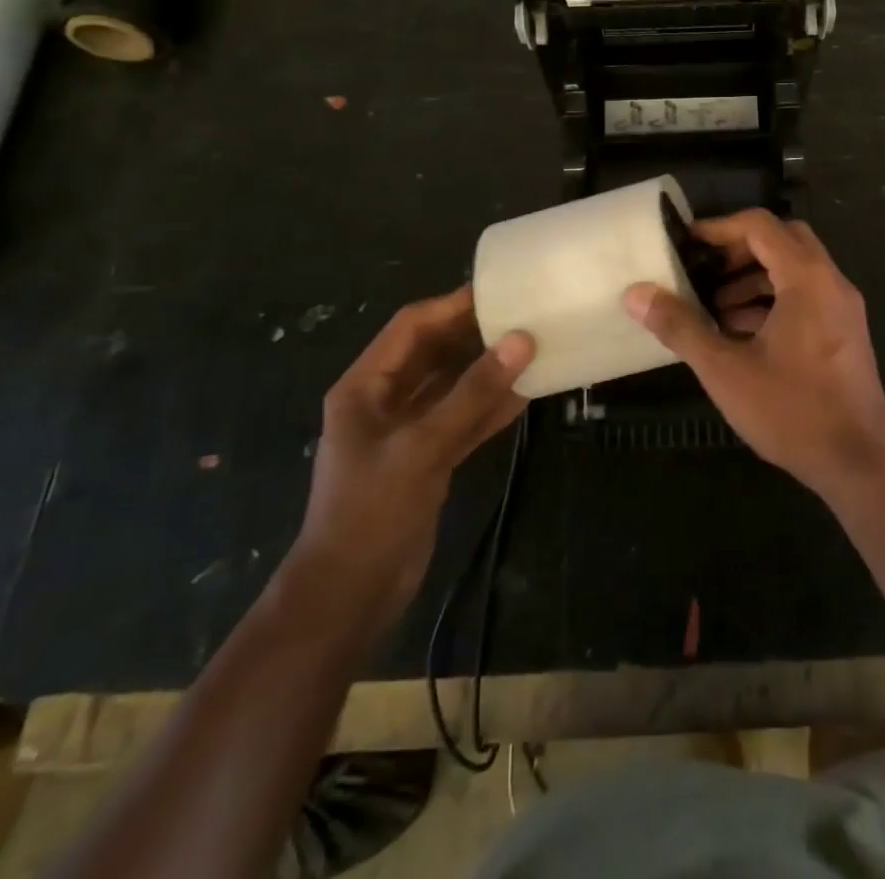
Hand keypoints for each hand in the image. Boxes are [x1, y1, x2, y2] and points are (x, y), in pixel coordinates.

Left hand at [290, 286, 533, 634]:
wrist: (350, 595)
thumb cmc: (371, 511)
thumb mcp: (422, 446)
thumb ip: (473, 393)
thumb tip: (522, 340)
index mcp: (365, 386)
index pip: (412, 327)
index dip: (453, 305)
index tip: (500, 290)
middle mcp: (386, 400)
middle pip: (435, 352)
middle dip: (476, 334)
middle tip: (525, 314)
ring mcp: (409, 431)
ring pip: (454, 386)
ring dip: (489, 369)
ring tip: (534, 346)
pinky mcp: (429, 458)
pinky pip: (465, 419)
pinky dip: (492, 406)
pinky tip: (528, 392)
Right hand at [623, 210, 884, 500]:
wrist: (859, 463)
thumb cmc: (791, 410)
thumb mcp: (725, 369)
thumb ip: (680, 326)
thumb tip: (636, 293)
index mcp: (807, 279)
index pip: (761, 226)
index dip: (720, 228)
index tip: (686, 243)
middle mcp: (832, 282)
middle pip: (783, 240)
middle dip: (739, 251)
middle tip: (704, 273)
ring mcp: (844, 308)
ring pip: (796, 270)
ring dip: (756, 278)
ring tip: (716, 310)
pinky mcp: (846, 332)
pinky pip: (808, 296)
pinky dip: (775, 300)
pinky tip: (744, 335)